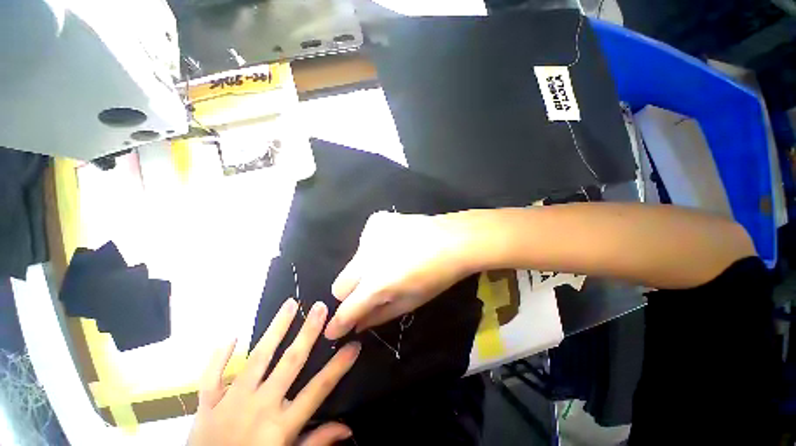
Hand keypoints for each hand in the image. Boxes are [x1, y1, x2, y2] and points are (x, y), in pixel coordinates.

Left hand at [188, 299, 360, 445]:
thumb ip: (317, 443)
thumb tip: (347, 428)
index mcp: (281, 425)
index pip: (318, 389)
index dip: (338, 365)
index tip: (353, 344)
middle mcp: (260, 406)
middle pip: (290, 362)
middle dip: (308, 332)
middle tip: (320, 307)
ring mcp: (232, 402)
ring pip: (257, 358)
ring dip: (275, 329)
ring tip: (289, 304)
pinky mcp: (207, 405)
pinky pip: (211, 377)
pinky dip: (218, 358)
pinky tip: (230, 338)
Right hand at [325, 211, 473, 339]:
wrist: (453, 239)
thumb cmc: (437, 276)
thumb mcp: (410, 302)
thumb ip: (379, 315)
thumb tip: (356, 323)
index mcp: (376, 283)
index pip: (346, 309)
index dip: (338, 324)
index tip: (334, 331)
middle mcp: (366, 258)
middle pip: (339, 284)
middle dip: (350, 294)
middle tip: (370, 291)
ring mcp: (369, 235)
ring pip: (354, 260)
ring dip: (365, 267)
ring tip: (390, 261)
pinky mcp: (376, 220)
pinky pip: (366, 240)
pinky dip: (374, 246)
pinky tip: (394, 244)